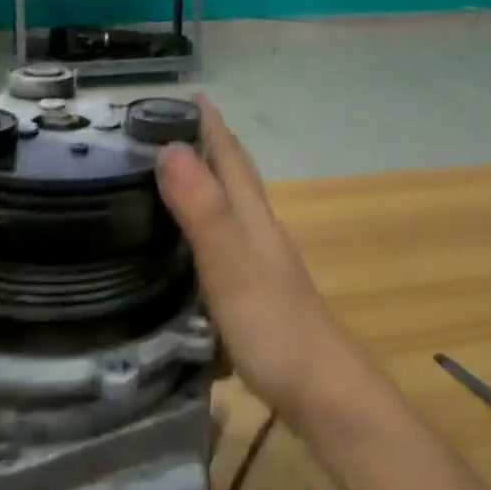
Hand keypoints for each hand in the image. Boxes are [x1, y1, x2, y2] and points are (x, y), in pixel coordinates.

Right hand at [155, 101, 365, 424]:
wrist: (325, 395)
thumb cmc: (274, 326)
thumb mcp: (229, 264)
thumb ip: (202, 209)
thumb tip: (169, 146)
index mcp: (254, 218)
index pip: (231, 157)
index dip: (210, 124)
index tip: (187, 94)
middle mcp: (261, 233)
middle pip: (234, 178)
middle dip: (207, 148)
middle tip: (165, 131)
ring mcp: (264, 266)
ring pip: (232, 211)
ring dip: (207, 187)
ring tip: (169, 182)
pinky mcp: (259, 297)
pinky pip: (226, 247)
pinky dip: (206, 232)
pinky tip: (189, 251)